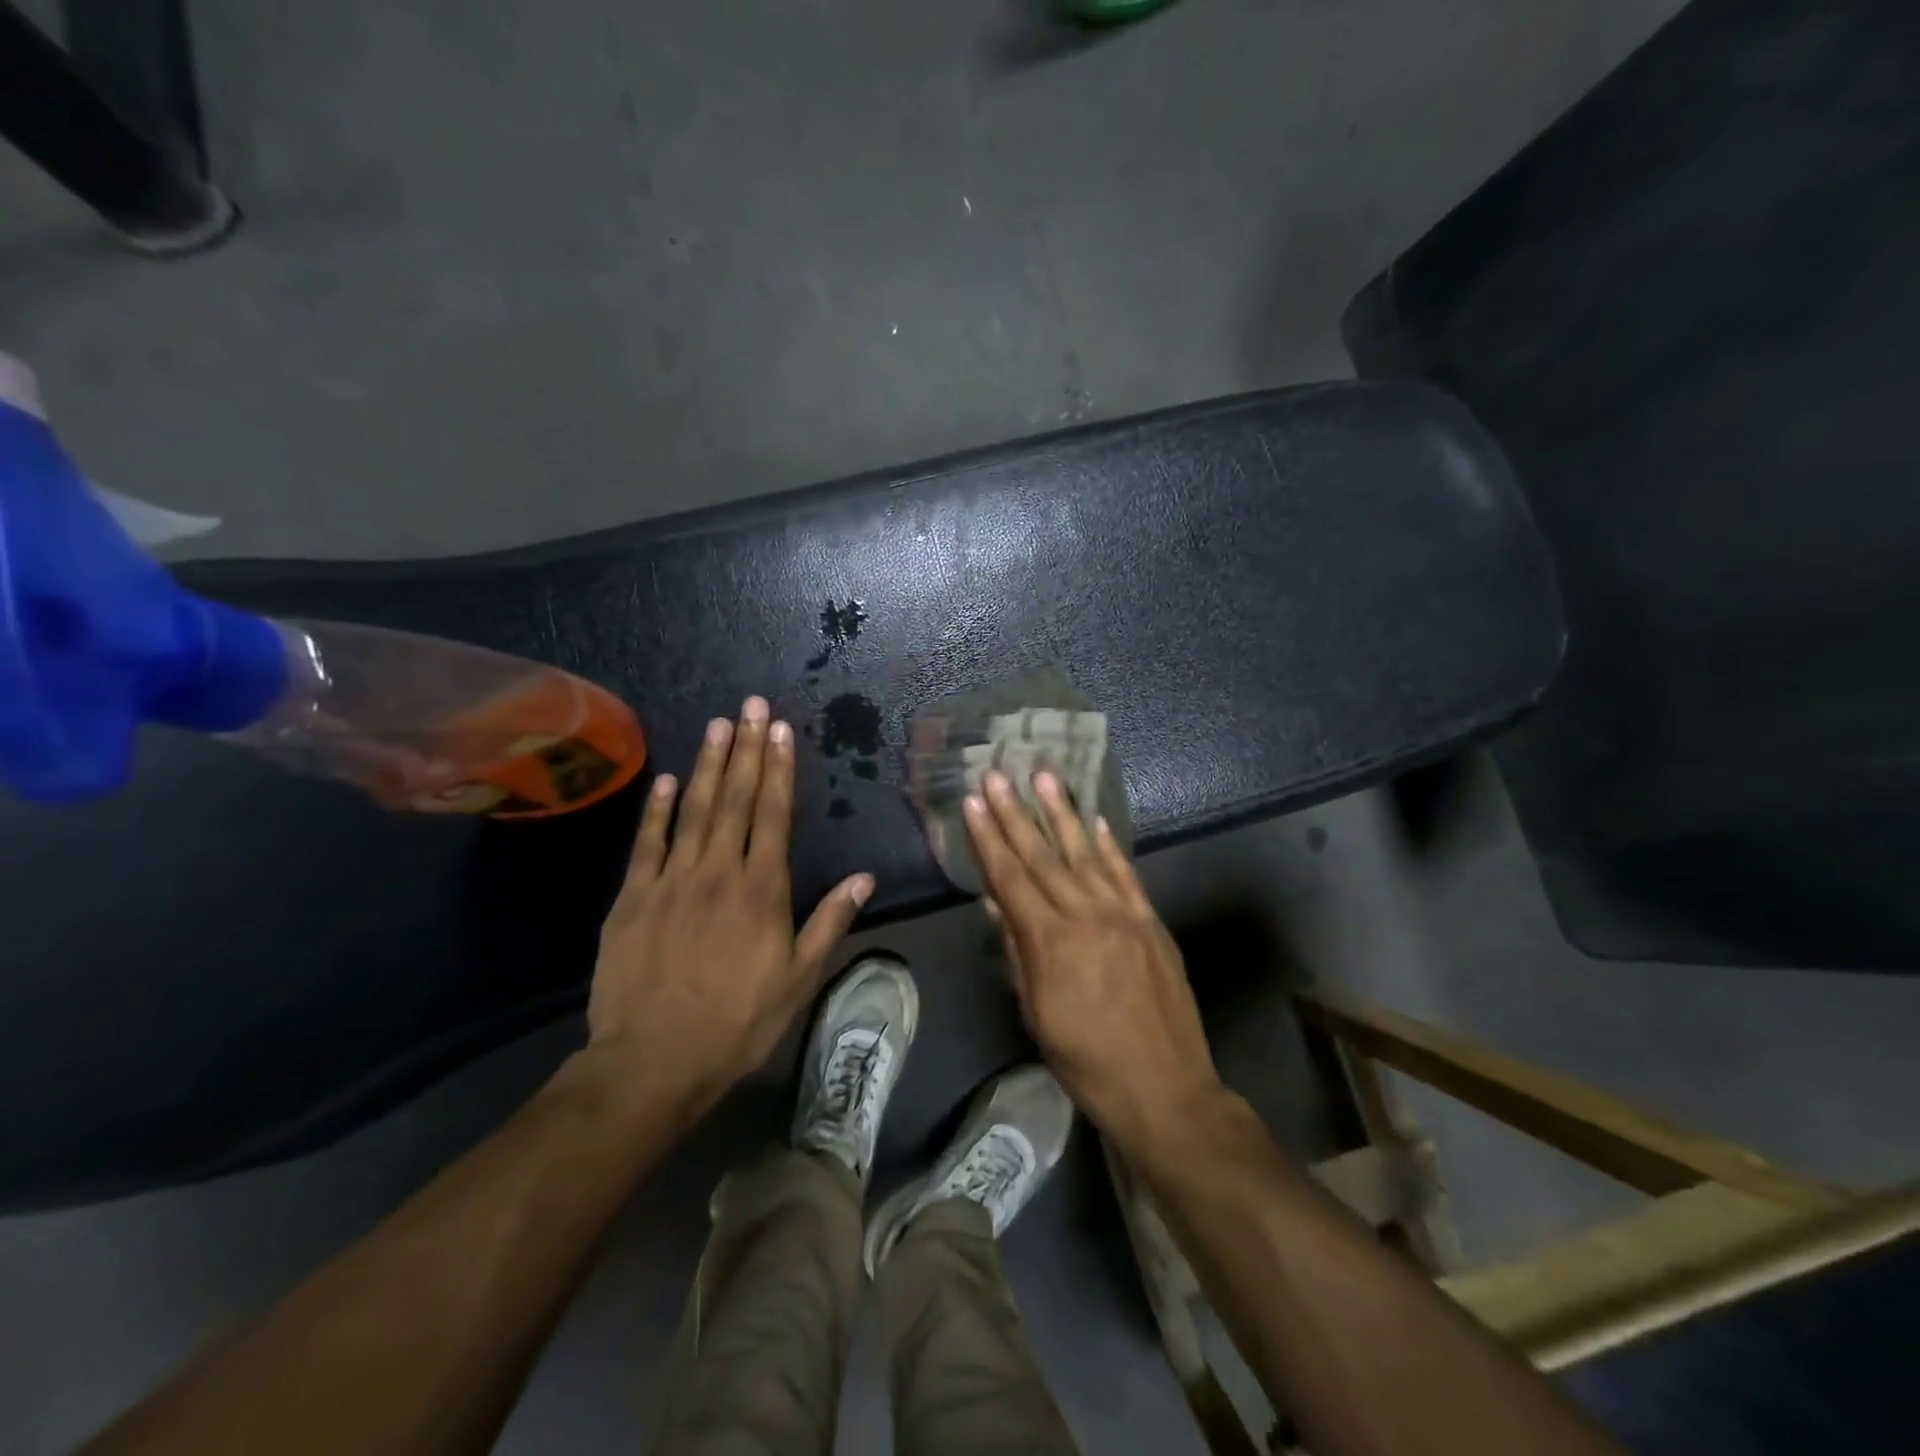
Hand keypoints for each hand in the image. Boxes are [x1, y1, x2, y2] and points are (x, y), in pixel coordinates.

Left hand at [586, 696, 873, 1110]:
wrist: (653, 1061)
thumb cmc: (737, 1022)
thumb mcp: (798, 980)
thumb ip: (829, 922)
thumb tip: (864, 878)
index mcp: (762, 890)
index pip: (773, 815)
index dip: (778, 769)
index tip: (780, 731)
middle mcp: (718, 872)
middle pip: (734, 799)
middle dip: (746, 748)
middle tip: (751, 705)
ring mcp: (670, 881)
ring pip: (692, 810)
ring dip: (706, 764)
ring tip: (717, 724)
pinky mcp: (632, 898)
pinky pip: (646, 843)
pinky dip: (656, 809)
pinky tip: (666, 779)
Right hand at [964, 769, 1228, 1155]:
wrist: (1165, 1088)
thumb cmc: (1086, 1061)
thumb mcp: (1036, 1014)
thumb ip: (1017, 953)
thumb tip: (995, 904)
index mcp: (1050, 942)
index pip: (1009, 877)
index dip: (988, 838)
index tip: (973, 801)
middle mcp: (1085, 915)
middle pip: (1042, 856)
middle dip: (1016, 812)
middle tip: (998, 774)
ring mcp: (1123, 914)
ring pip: (1085, 852)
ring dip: (1062, 812)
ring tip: (1044, 776)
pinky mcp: (1151, 921)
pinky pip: (1126, 874)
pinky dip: (1109, 845)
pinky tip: (1095, 820)